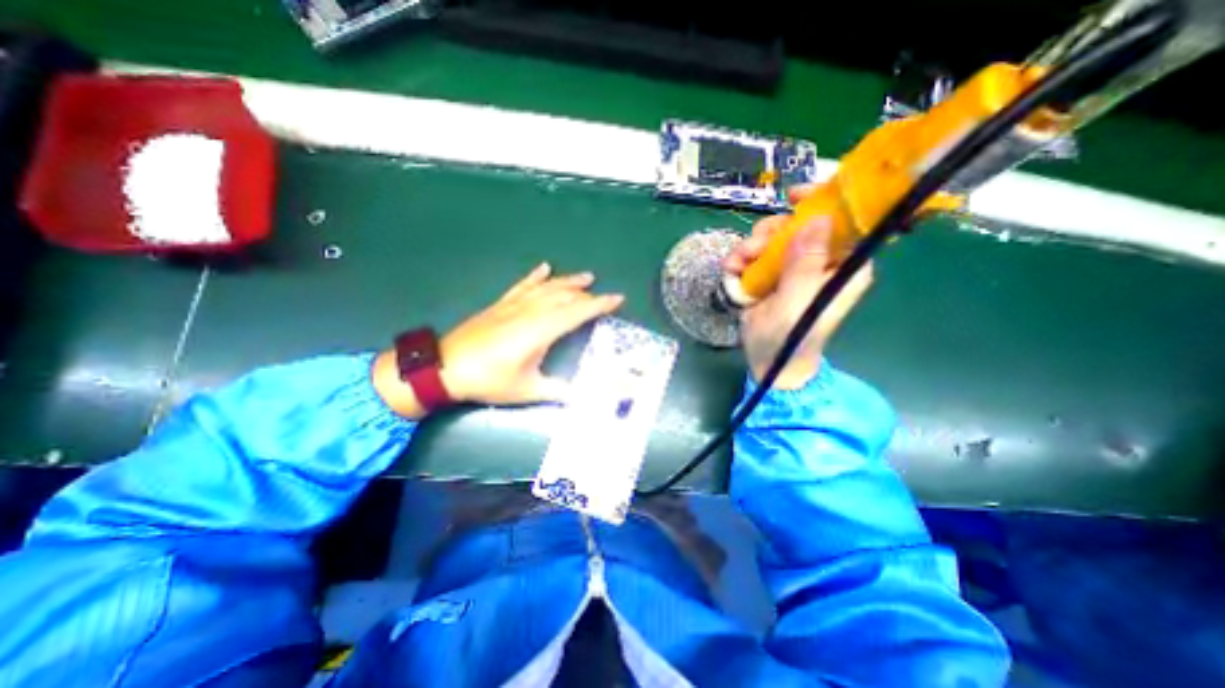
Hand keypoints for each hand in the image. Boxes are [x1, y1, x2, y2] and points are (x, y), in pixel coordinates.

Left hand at [371, 261, 621, 415]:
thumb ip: (558, 391)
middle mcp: (531, 311)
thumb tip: (582, 397)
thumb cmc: (489, 380)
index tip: (618, 298)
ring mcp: (515, 304)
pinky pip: (523, 285)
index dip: (600, 304)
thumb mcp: (527, 390)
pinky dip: (535, 276)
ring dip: (568, 281)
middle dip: (587, 294)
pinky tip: (545, 267)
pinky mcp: (501, 303)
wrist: (445, 367)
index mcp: (541, 330)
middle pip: (565, 295)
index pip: (578, 311)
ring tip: (586, 276)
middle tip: (603, 298)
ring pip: (548, 286)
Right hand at [720, 184, 875, 388]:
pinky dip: (741, 259)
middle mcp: (820, 262)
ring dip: (751, 247)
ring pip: (773, 238)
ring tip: (737, 264)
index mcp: (841, 267)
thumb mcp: (796, 303)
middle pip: (799, 225)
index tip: (793, 197)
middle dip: (771, 233)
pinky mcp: (771, 275)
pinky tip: (733, 271)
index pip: (843, 222)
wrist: (768, 362)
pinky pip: (756, 254)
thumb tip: (819, 218)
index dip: (822, 202)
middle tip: (753, 248)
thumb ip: (806, 264)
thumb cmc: (790, 339)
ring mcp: (793, 268)